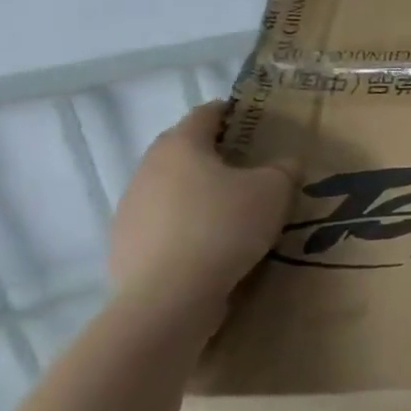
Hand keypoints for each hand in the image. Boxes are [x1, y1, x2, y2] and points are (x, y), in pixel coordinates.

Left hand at [106, 102, 297, 337]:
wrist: (168, 298)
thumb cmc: (224, 227)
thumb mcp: (274, 191)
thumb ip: (284, 169)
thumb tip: (285, 162)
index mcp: (181, 146)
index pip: (205, 114)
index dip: (232, 112)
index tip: (255, 121)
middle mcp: (148, 169)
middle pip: (184, 151)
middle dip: (215, 155)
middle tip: (250, 167)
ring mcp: (130, 209)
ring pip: (171, 189)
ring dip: (198, 193)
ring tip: (232, 211)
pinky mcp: (124, 246)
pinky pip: (162, 225)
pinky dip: (185, 227)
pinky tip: (210, 247)